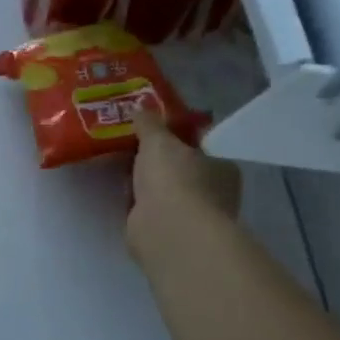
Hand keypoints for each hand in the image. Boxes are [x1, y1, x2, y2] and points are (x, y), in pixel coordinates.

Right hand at [126, 105, 240, 275]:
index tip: (151, 130)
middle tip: (129, 145)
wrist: (168, 230)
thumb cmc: (175, 178)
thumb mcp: (158, 140)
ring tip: (118, 165)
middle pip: (180, 168)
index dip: (176, 137)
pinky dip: (137, 203)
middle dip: (156, 160)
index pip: (199, 146)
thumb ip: (149, 123)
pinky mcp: (167, 232)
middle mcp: (212, 192)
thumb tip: (140, 107)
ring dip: (145, 182)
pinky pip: (150, 209)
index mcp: (221, 166)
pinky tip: (122, 193)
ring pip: (164, 190)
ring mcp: (190, 215)